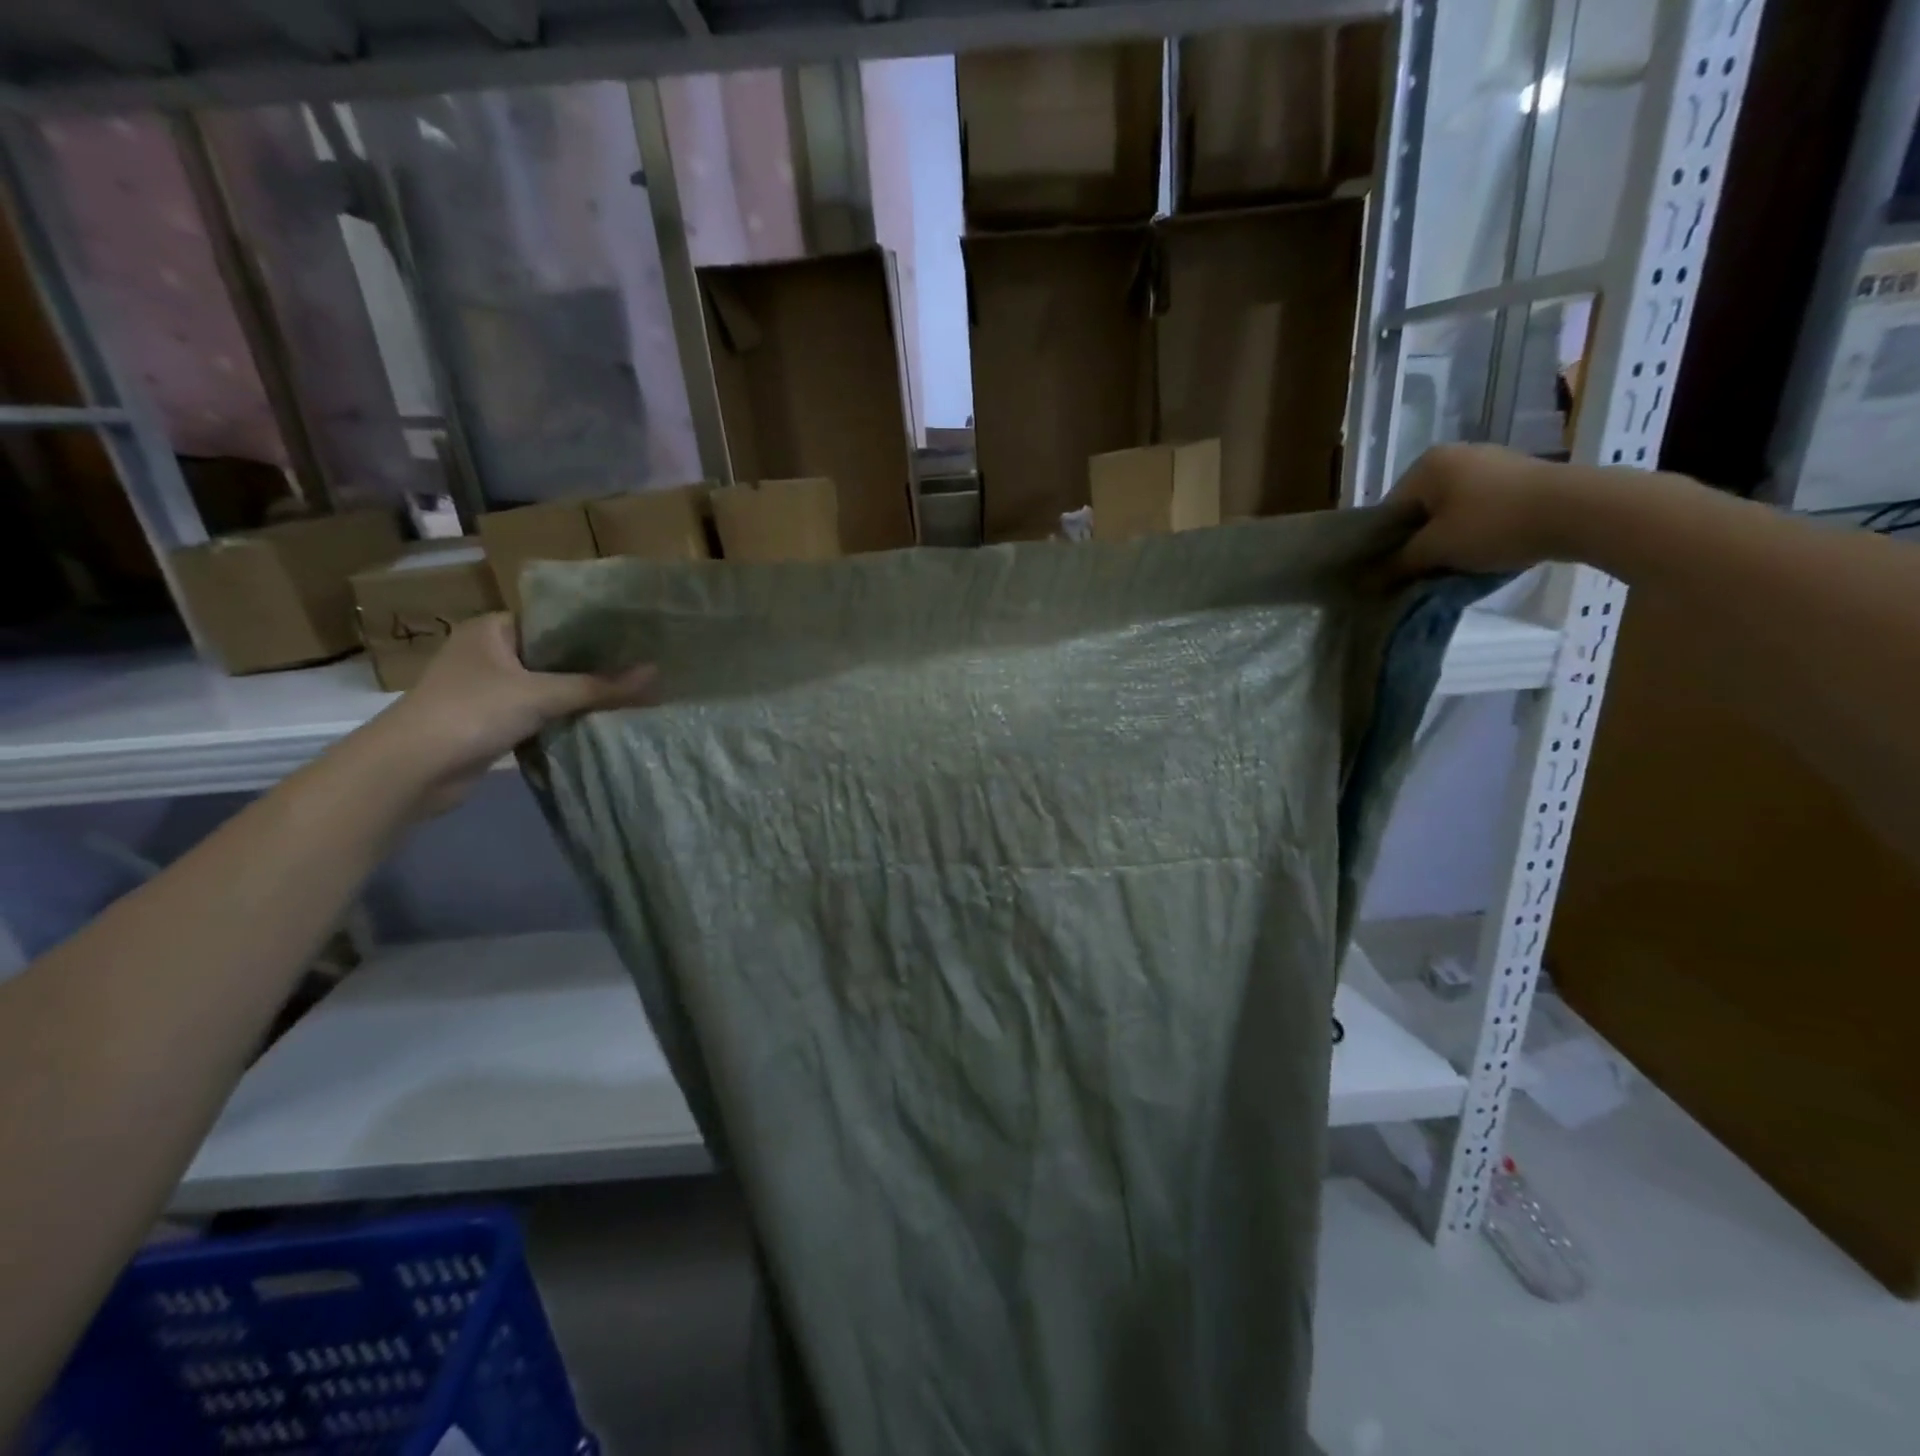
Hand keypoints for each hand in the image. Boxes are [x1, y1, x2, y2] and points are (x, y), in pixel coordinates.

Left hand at [364, 614, 654, 811]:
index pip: (552, 617)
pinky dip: (566, 715)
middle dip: (594, 662)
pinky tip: (602, 718)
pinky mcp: (494, 720)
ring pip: (548, 684)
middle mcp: (490, 652)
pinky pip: (540, 711)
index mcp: (492, 629)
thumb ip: (599, 685)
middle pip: (554, 653)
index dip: (593, 626)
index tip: (635, 633)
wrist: (413, 769)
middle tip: (643, 663)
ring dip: (581, 692)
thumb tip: (656, 674)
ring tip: (633, 690)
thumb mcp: (542, 695)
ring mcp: (490, 688)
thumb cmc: (472, 712)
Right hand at [1389, 443, 1583, 578]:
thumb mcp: (1436, 549)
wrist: (1581, 510)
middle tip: (1422, 572)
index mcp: (1426, 465)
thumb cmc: (1493, 525)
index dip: (1386, 545)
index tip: (1392, 573)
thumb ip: (1399, 562)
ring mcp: (1491, 462)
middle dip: (1419, 541)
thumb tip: (1372, 576)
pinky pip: (1481, 507)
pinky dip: (1476, 529)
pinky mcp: (1520, 476)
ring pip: (1451, 509)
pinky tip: (1485, 550)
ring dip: (1448, 538)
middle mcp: (1455, 455)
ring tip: (1454, 565)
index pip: (1389, 510)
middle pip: (1421, 509)